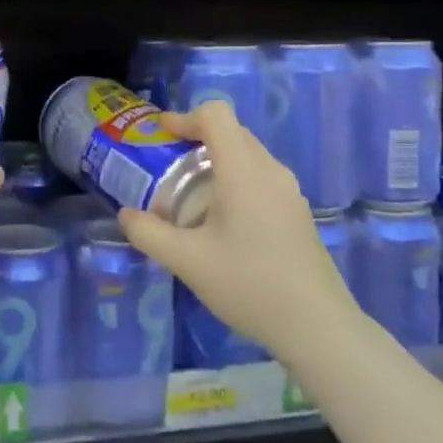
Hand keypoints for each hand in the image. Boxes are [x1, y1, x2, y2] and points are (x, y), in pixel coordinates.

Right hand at [116, 101, 356, 357]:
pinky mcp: (297, 212)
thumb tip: (126, 215)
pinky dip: (234, 181)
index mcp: (243, 171)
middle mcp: (270, 171)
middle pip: (232, 132)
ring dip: (216, 162)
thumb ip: (149, 233)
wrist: (317, 326)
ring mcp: (289, 192)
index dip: (185, 117)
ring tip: (189, 196)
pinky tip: (220, 222)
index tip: (161, 135)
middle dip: (196, 139)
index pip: (217, 115)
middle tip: (166, 165)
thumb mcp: (187, 262)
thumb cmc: (248, 284)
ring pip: (248, 155)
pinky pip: (260, 178)